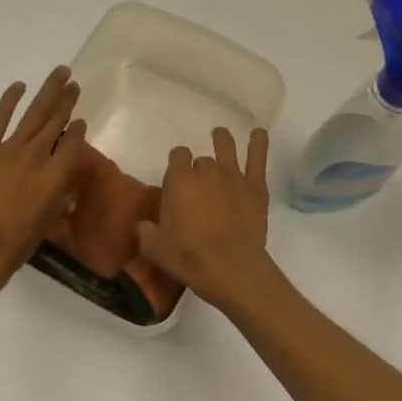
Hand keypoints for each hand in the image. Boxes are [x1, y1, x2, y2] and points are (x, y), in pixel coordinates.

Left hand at [0, 68, 86, 298]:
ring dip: (48, 92)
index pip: (73, 144)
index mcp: (56, 177)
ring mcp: (8, 150)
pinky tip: (19, 86)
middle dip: (67, 100)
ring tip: (60, 73)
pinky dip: (9, 101)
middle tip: (74, 82)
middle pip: (56, 121)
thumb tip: (63, 174)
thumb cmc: (16, 246)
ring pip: (34, 114)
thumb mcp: (48, 220)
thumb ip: (59, 192)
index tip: (80, 120)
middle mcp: (36, 157)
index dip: (78, 130)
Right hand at [135, 127, 278, 313]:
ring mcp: (233, 175)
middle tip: (200, 186)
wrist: (230, 267)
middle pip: (202, 159)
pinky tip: (258, 133)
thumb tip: (143, 225)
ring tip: (220, 136)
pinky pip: (257, 157)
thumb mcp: (154, 248)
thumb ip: (145, 231)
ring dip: (222, 140)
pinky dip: (258, 143)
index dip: (178, 164)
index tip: (178, 176)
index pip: (177, 155)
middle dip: (199, 168)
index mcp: (179, 179)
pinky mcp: (255, 186)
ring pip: (227, 147)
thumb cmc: (188, 257)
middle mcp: (206, 170)